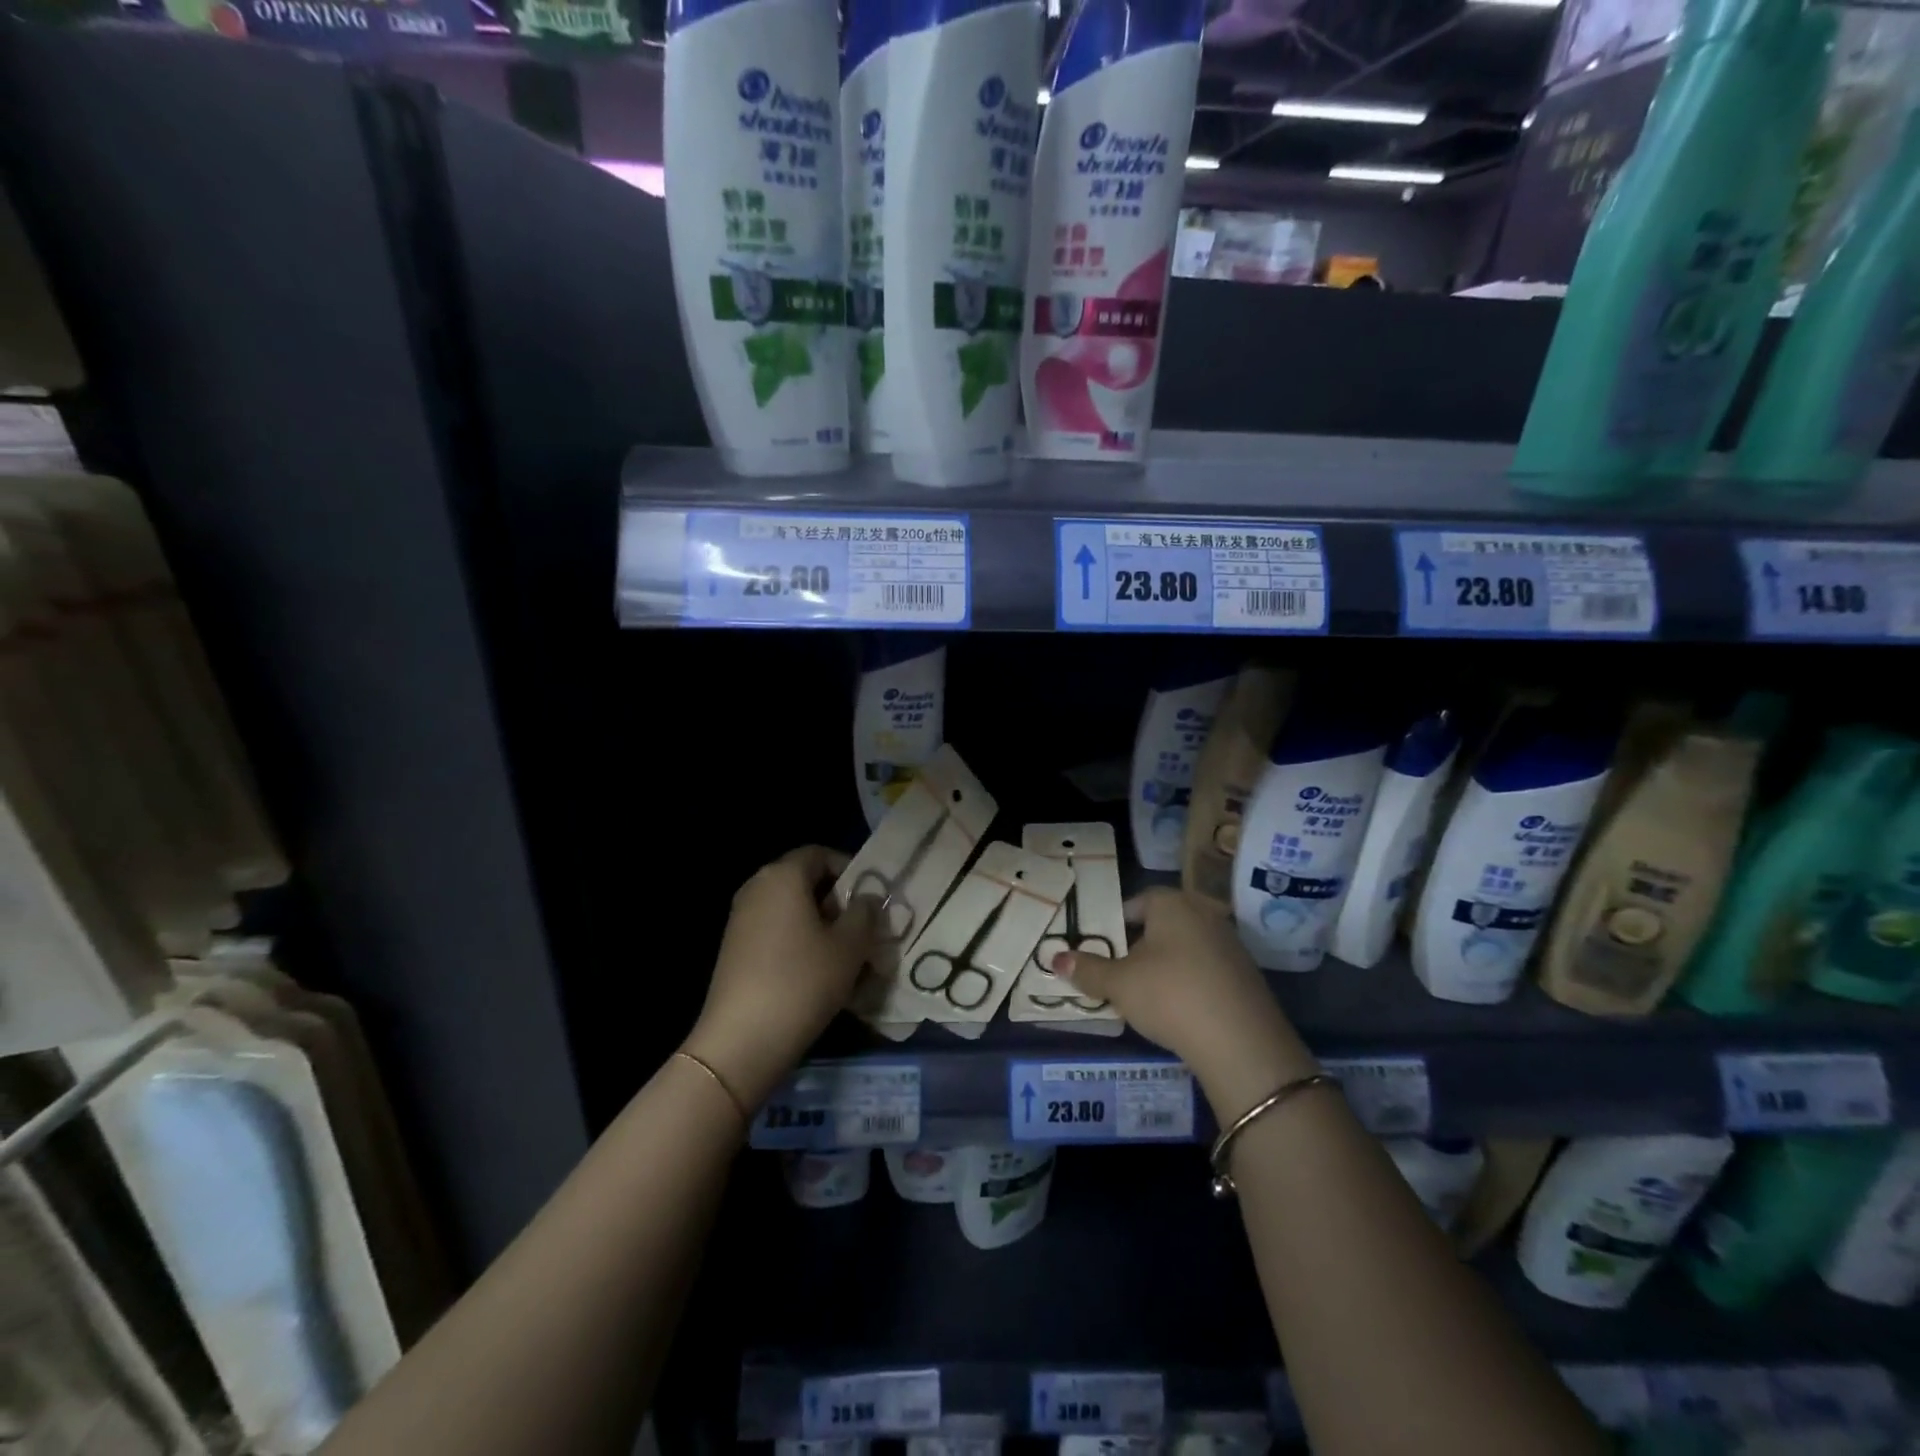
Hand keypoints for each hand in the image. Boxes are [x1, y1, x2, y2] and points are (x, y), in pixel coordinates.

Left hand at [683, 846, 877, 1111]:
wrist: (742, 1040)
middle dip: (838, 901)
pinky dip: (799, 944)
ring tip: (846, 957)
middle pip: (805, 881)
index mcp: (783, 875)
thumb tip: (867, 899)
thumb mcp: (850, 946)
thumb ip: (865, 913)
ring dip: (821, 926)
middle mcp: (757, 888)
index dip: (850, 870)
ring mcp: (741, 919)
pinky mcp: (735, 949)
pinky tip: (818, 975)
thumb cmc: (803, 981)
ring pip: (792, 910)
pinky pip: (776, 932)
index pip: (820, 854)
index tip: (871, 899)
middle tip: (864, 930)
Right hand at [1050, 887, 1318, 1122]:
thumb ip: (1088, 970)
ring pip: (1185, 947)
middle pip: (1162, 923)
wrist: (1241, 1042)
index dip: (1115, 922)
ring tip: (1145, 994)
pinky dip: (1190, 982)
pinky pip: (1207, 969)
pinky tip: (1179, 1010)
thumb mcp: (1119, 984)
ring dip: (1166, 964)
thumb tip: (1056, 959)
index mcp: (1172, 904)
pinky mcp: (1246, 975)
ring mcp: (1230, 944)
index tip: (1101, 947)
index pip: (1137, 901)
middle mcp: (1204, 913)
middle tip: (1118, 971)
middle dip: (1139, 944)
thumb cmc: (1169, 995)